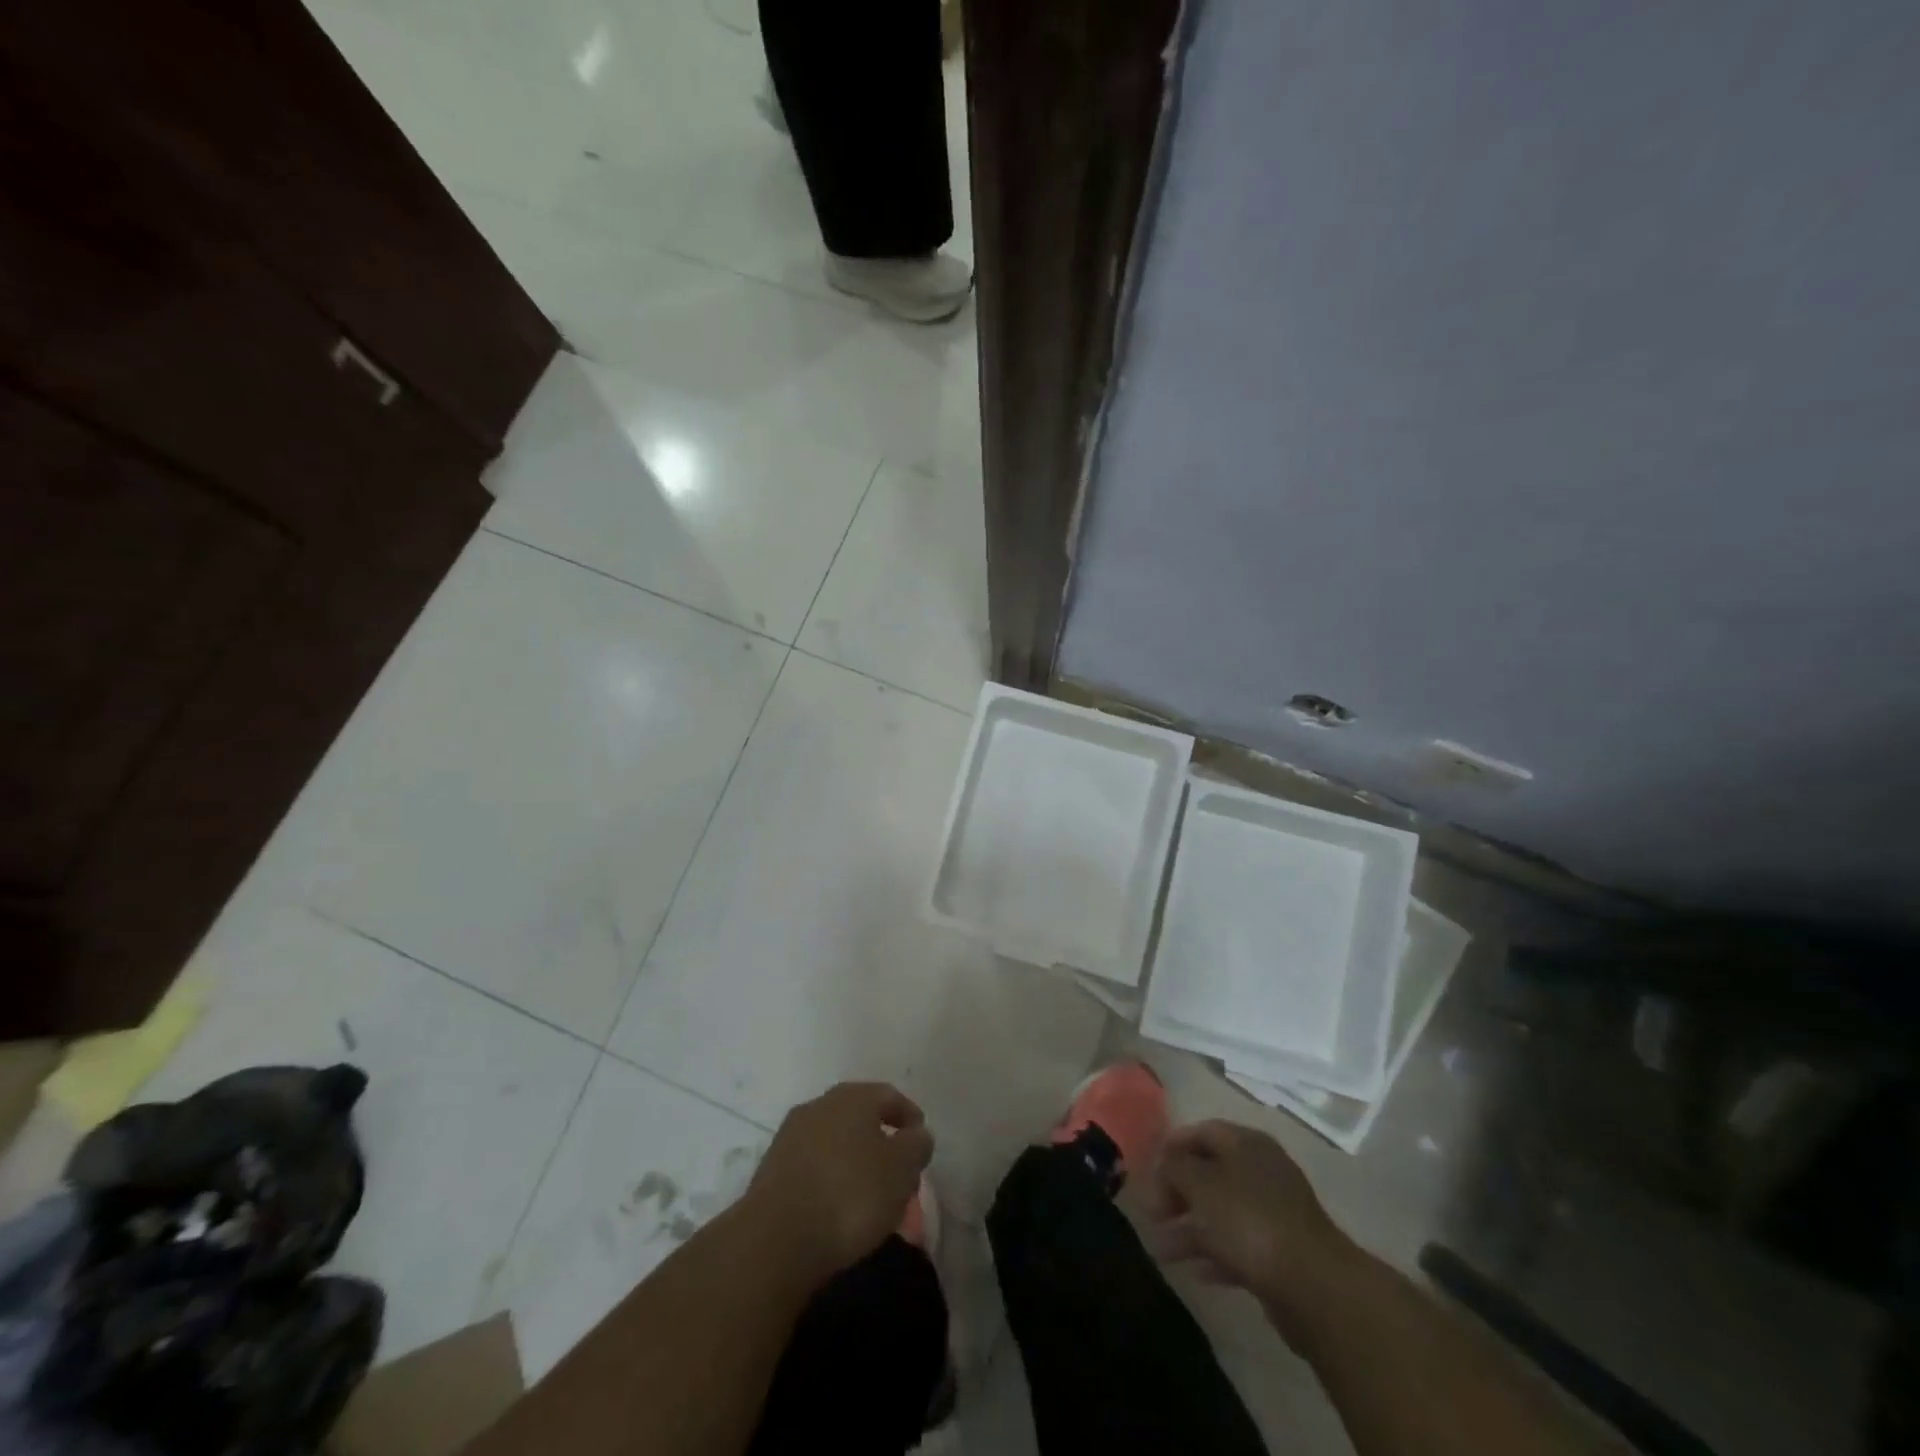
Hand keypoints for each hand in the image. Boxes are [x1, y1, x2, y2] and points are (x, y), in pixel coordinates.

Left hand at [745, 1082, 933, 1284]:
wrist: (775, 1240)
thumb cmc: (850, 1194)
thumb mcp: (901, 1169)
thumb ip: (916, 1145)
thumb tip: (916, 1134)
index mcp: (852, 1096)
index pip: (889, 1096)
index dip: (909, 1118)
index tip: (921, 1146)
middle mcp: (819, 1105)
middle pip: (859, 1117)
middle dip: (881, 1141)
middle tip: (898, 1173)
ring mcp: (791, 1136)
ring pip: (834, 1142)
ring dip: (853, 1161)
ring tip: (869, 1196)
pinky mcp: (771, 1170)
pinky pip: (813, 1167)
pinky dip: (830, 1180)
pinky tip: (837, 1209)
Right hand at [1152, 1120, 1347, 1330]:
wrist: (1312, 1285)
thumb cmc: (1248, 1220)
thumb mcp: (1199, 1184)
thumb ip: (1174, 1168)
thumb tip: (1166, 1165)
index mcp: (1246, 1143)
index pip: (1201, 1131)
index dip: (1172, 1147)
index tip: (1148, 1172)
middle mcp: (1262, 1169)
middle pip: (1210, 1172)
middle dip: (1178, 1193)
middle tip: (1153, 1215)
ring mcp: (1275, 1211)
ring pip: (1222, 1211)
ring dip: (1191, 1228)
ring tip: (1163, 1251)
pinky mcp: (1283, 1250)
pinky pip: (1240, 1244)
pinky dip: (1216, 1253)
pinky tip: (1196, 1272)